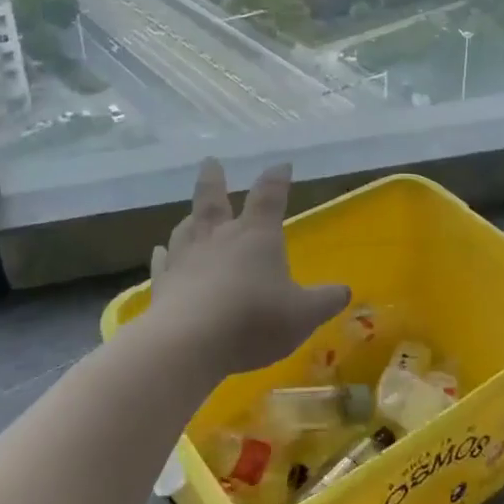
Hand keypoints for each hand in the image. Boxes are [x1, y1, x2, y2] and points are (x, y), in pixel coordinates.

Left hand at [147, 159, 350, 375]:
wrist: (190, 341)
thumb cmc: (255, 319)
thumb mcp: (303, 314)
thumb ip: (325, 301)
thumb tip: (344, 290)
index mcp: (257, 235)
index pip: (270, 196)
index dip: (277, 179)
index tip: (282, 165)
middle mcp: (219, 237)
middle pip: (213, 199)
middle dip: (214, 179)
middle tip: (210, 161)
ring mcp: (186, 258)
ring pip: (186, 228)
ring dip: (190, 218)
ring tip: (189, 214)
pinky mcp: (163, 284)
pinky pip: (162, 263)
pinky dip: (162, 255)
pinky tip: (159, 252)